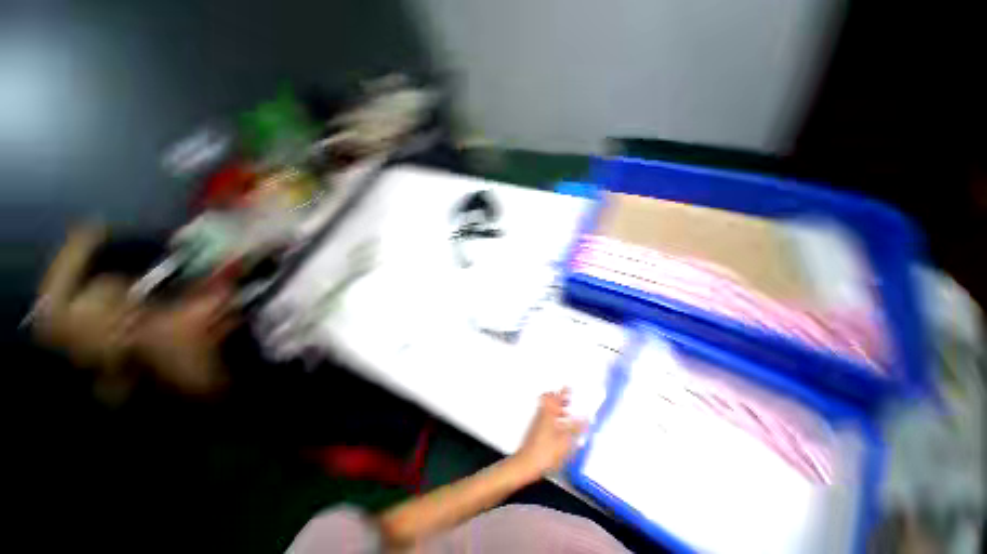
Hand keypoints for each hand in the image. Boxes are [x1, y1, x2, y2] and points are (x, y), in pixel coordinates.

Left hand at [512, 388, 587, 479]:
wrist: (527, 463)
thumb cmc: (547, 451)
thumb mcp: (566, 441)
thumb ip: (577, 428)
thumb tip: (588, 417)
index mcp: (549, 412)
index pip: (556, 397)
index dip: (563, 392)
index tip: (570, 388)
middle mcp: (542, 413)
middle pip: (550, 400)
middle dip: (559, 399)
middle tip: (569, 400)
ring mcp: (537, 421)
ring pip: (547, 409)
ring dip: (557, 408)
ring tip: (568, 413)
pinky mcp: (536, 430)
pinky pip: (546, 417)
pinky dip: (553, 417)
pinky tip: (561, 428)